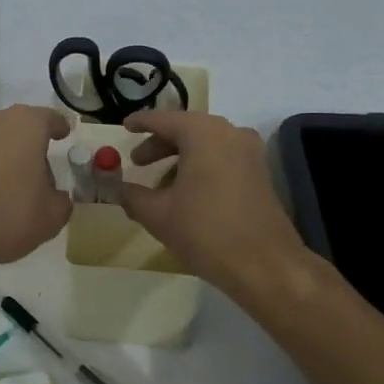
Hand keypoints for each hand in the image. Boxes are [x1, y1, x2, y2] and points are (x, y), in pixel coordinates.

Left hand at [0, 105, 72, 275]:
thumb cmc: (7, 216)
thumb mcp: (51, 216)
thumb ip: (61, 201)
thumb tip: (55, 197)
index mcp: (25, 124)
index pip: (49, 119)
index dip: (59, 128)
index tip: (64, 136)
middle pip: (19, 129)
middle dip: (30, 147)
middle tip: (40, 175)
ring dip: (3, 159)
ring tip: (10, 191)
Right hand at [119, 110, 307, 303]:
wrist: (265, 265)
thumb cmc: (205, 231)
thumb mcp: (157, 214)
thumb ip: (132, 195)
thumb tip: (118, 188)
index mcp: (202, 133)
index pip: (163, 119)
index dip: (140, 123)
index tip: (124, 127)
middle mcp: (229, 133)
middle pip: (186, 129)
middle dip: (159, 144)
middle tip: (137, 162)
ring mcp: (249, 152)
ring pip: (206, 145)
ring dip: (180, 158)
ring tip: (159, 185)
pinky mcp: (259, 173)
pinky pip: (222, 158)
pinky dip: (200, 167)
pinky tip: (186, 194)